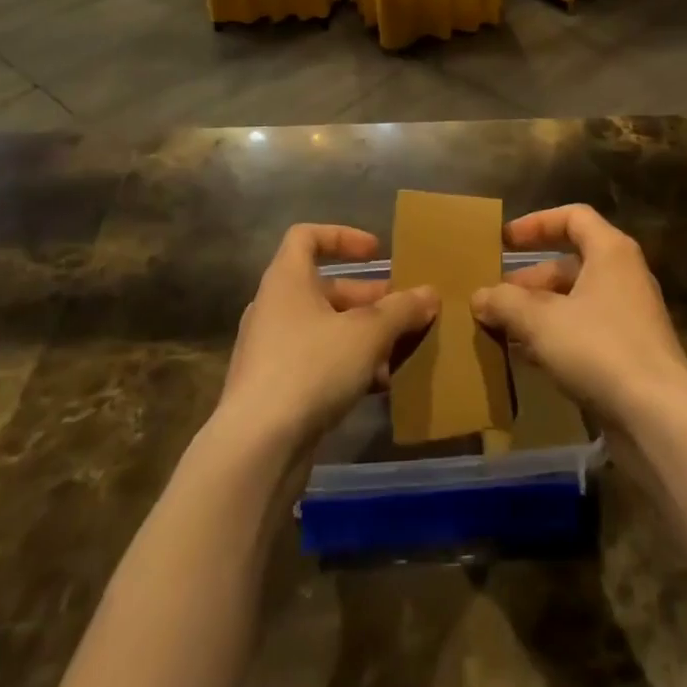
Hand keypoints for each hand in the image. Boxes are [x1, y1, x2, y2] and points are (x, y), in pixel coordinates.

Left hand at [215, 225, 437, 452]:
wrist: (256, 449)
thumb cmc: (311, 367)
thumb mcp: (368, 333)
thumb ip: (401, 310)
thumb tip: (430, 293)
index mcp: (287, 280)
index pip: (306, 236)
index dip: (343, 236)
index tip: (376, 253)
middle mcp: (274, 308)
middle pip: (324, 289)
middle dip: (368, 299)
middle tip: (403, 311)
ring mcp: (270, 351)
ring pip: (324, 330)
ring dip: (362, 337)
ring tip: (399, 352)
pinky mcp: (272, 391)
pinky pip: (316, 364)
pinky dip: (346, 367)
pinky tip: (378, 387)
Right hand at [470, 205, 686, 430]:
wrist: (659, 418)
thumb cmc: (599, 349)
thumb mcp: (541, 321)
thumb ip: (505, 303)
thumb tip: (478, 297)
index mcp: (610, 251)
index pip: (572, 217)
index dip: (535, 223)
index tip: (504, 241)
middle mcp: (624, 276)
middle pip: (570, 263)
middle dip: (529, 279)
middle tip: (495, 296)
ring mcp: (630, 316)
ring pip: (575, 301)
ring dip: (538, 312)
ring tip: (502, 329)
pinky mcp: (630, 354)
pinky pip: (585, 332)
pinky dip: (555, 337)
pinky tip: (526, 358)